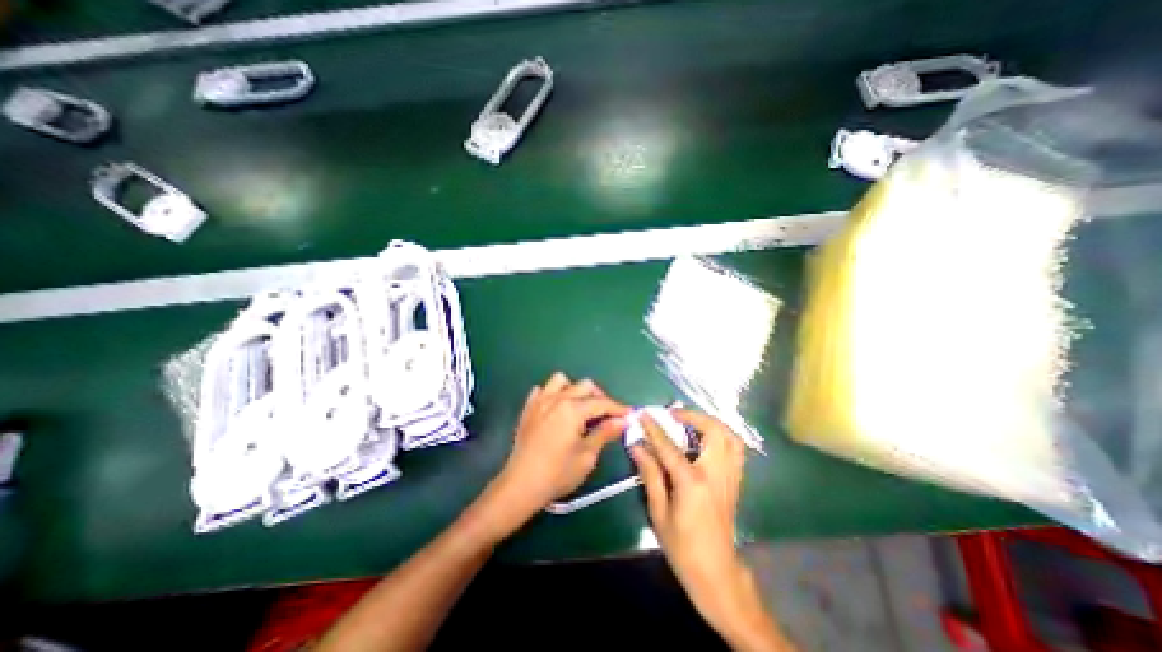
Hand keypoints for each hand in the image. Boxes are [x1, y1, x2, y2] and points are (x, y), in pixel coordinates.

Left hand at [492, 374, 633, 522]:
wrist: (521, 484)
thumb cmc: (558, 473)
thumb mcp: (587, 455)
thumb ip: (605, 433)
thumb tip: (623, 420)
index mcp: (573, 409)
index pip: (601, 403)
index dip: (618, 408)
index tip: (629, 414)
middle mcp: (557, 398)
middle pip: (584, 386)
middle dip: (600, 397)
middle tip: (607, 414)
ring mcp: (540, 401)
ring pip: (561, 380)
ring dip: (574, 389)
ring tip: (580, 407)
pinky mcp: (528, 408)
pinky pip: (542, 390)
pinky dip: (552, 394)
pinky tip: (556, 409)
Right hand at [627, 413, 752, 629]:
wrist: (716, 573)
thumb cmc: (682, 546)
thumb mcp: (659, 511)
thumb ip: (650, 474)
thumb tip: (637, 446)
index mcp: (693, 482)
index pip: (670, 446)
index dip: (654, 428)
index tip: (643, 414)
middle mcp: (716, 473)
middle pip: (713, 431)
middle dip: (693, 416)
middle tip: (673, 415)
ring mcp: (730, 476)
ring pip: (730, 436)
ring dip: (710, 423)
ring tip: (691, 422)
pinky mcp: (735, 481)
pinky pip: (735, 449)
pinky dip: (722, 436)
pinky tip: (706, 439)